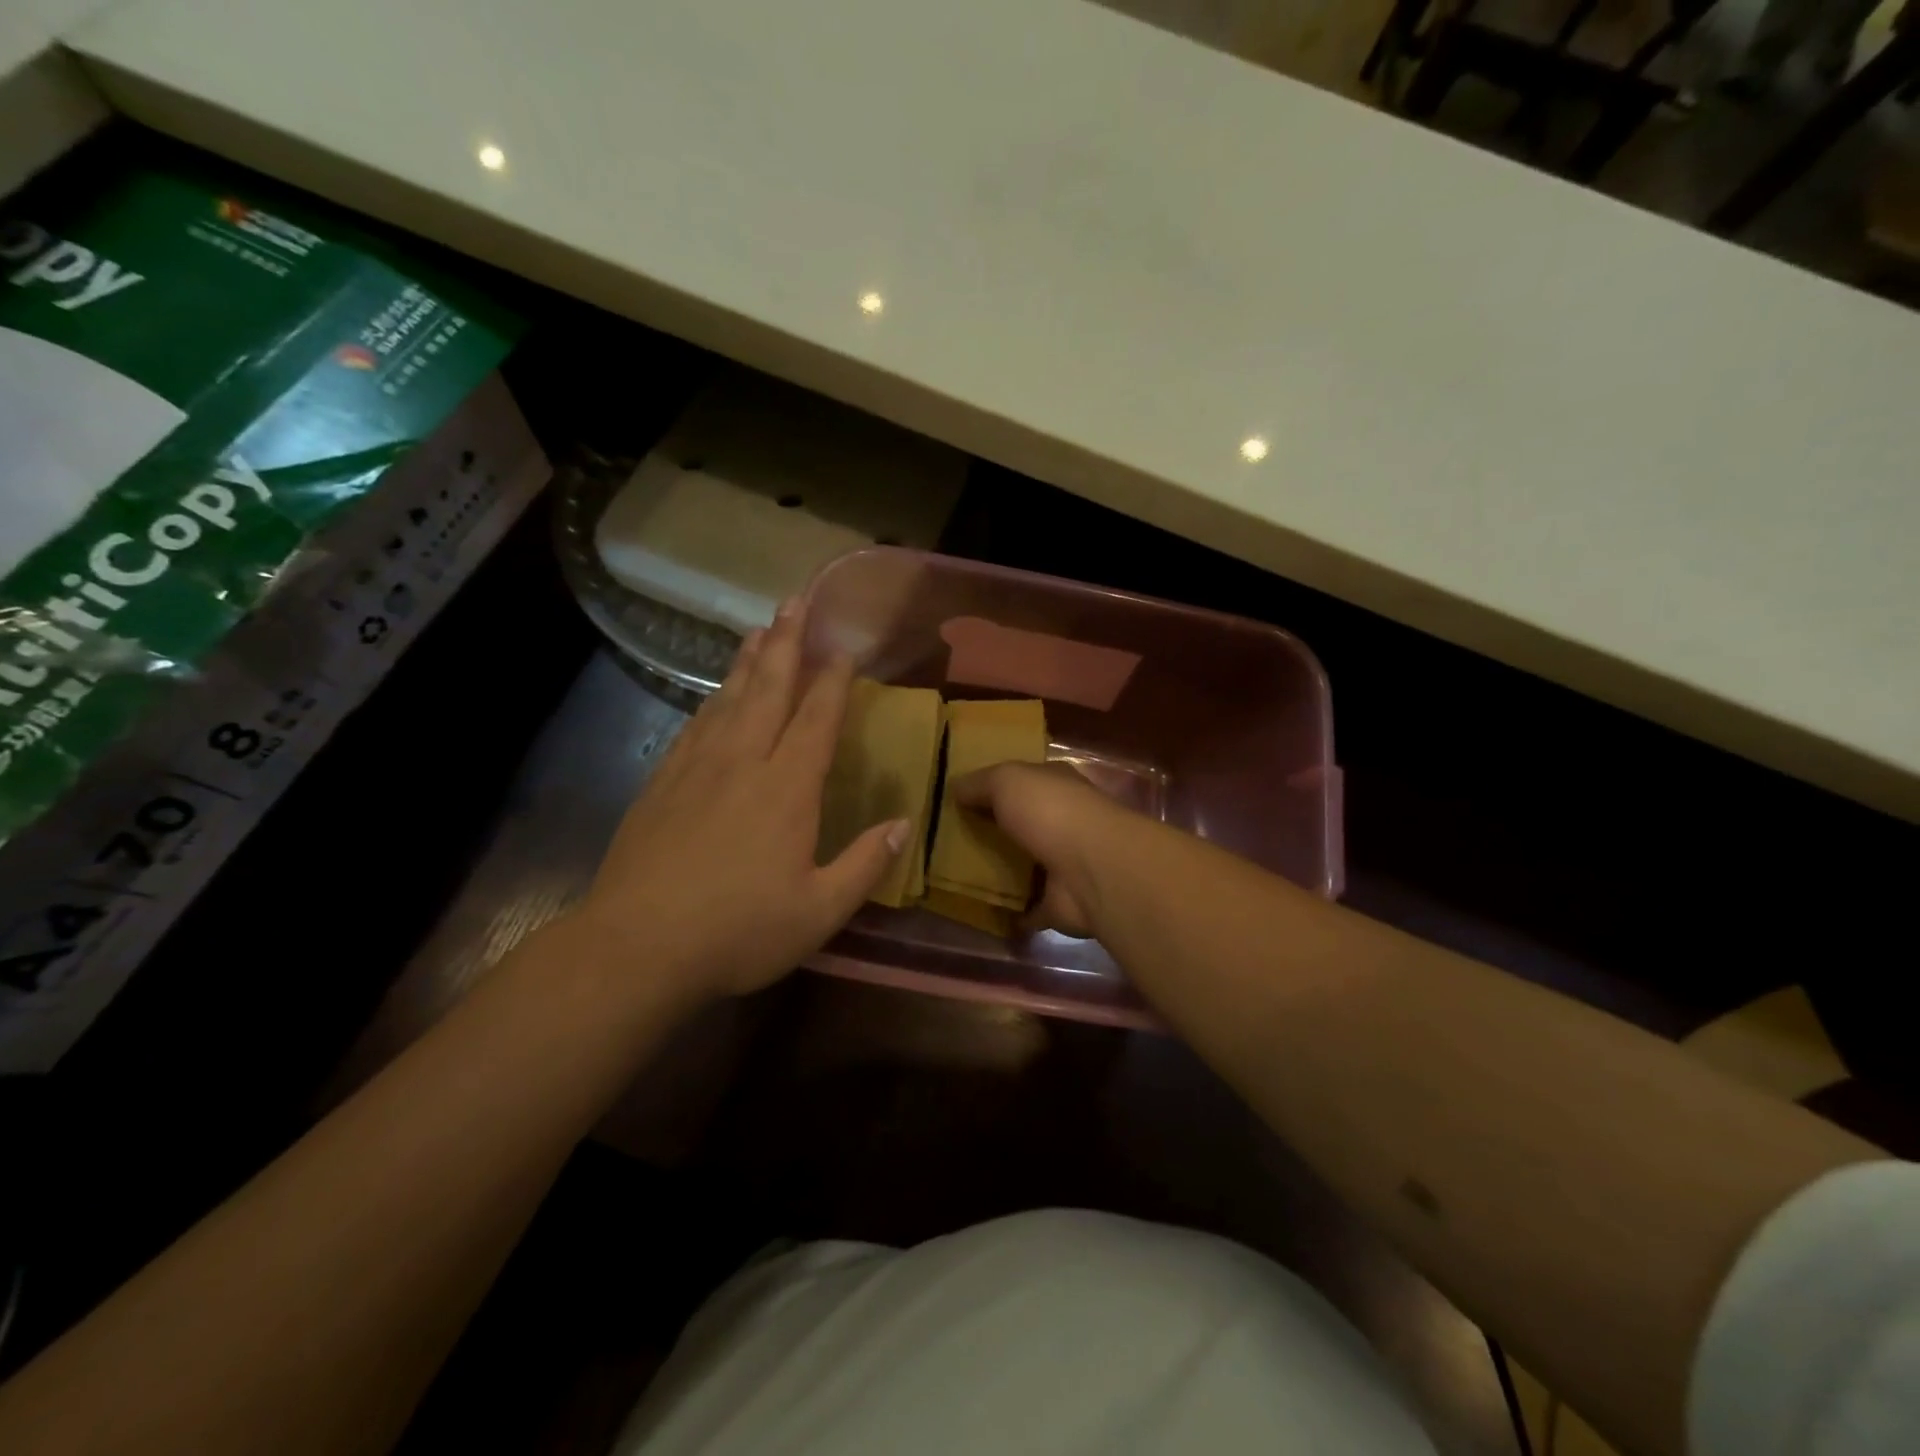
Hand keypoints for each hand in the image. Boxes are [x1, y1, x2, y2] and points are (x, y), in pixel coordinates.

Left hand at [574, 599, 909, 999]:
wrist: (636, 947)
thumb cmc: (738, 931)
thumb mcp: (819, 912)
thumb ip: (865, 864)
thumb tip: (905, 823)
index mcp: (786, 789)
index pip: (816, 719)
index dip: (833, 681)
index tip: (844, 649)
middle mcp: (743, 763)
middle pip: (769, 689)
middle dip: (787, 642)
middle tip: (796, 600)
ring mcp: (697, 769)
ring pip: (729, 698)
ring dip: (749, 661)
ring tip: (761, 629)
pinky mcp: (662, 784)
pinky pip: (696, 725)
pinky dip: (713, 699)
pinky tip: (717, 693)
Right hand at [951, 761, 1139, 937]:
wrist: (1093, 870)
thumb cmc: (1051, 812)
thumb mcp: (1007, 780)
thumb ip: (979, 782)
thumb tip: (955, 788)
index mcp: (1056, 785)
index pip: (1024, 781)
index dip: (994, 787)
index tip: (959, 799)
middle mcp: (1064, 821)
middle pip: (1022, 824)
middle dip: (993, 830)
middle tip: (949, 841)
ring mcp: (1064, 864)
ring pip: (1025, 865)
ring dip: (1000, 871)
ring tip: (956, 877)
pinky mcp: (1060, 903)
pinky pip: (1028, 907)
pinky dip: (1011, 911)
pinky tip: (981, 911)